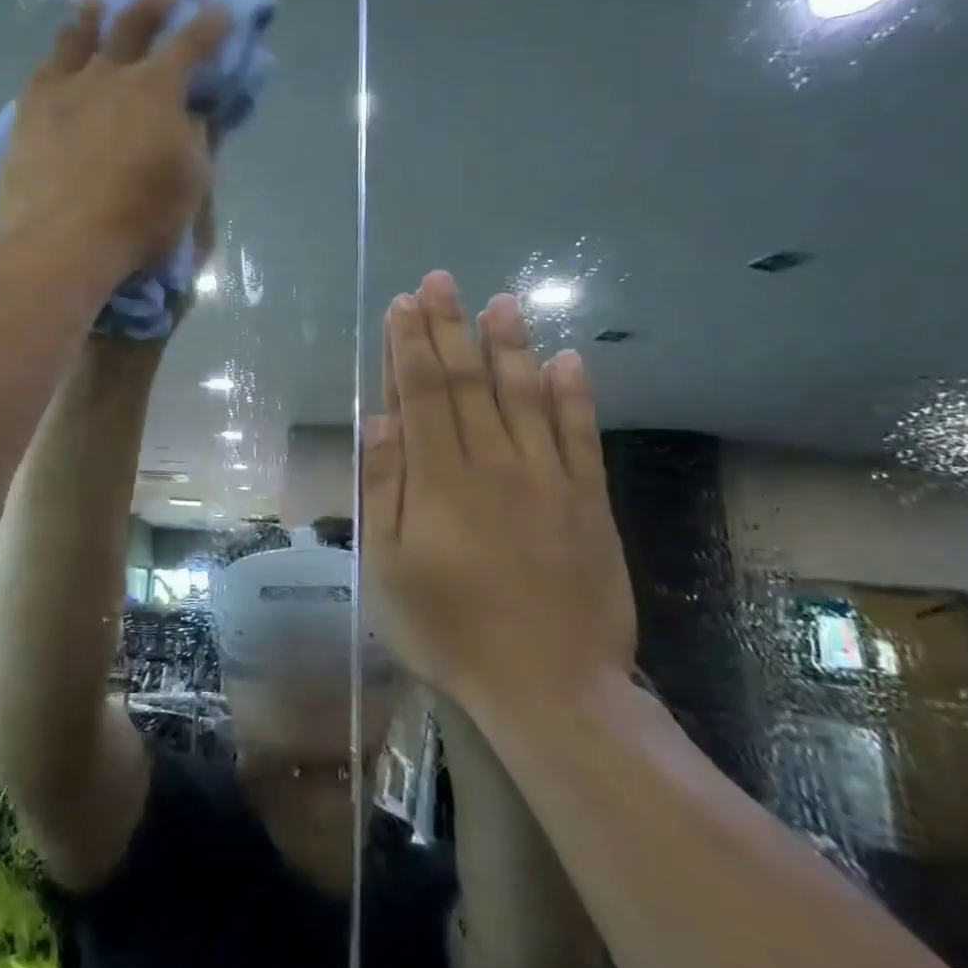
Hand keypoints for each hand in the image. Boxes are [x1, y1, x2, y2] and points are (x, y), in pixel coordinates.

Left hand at [0, 0, 227, 276]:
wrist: (63, 240)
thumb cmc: (139, 218)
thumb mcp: (191, 184)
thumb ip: (198, 141)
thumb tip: (196, 115)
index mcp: (158, 89)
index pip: (191, 43)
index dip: (210, 24)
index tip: (219, 12)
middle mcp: (112, 73)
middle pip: (134, 22)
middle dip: (154, 1)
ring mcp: (66, 86)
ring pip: (81, 34)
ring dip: (97, 14)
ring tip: (100, 2)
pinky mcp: (30, 107)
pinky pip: (46, 66)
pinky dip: (60, 53)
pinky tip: (60, 53)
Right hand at [361, 270, 635, 714]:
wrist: (549, 687)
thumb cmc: (449, 630)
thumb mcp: (387, 569)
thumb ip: (383, 490)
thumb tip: (378, 421)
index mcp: (440, 479)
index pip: (421, 393)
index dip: (409, 344)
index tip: (403, 304)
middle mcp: (493, 462)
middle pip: (467, 381)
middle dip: (450, 327)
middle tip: (442, 281)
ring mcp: (547, 478)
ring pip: (525, 395)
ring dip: (510, 345)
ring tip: (502, 301)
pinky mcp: (588, 500)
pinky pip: (581, 436)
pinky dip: (574, 395)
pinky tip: (568, 359)